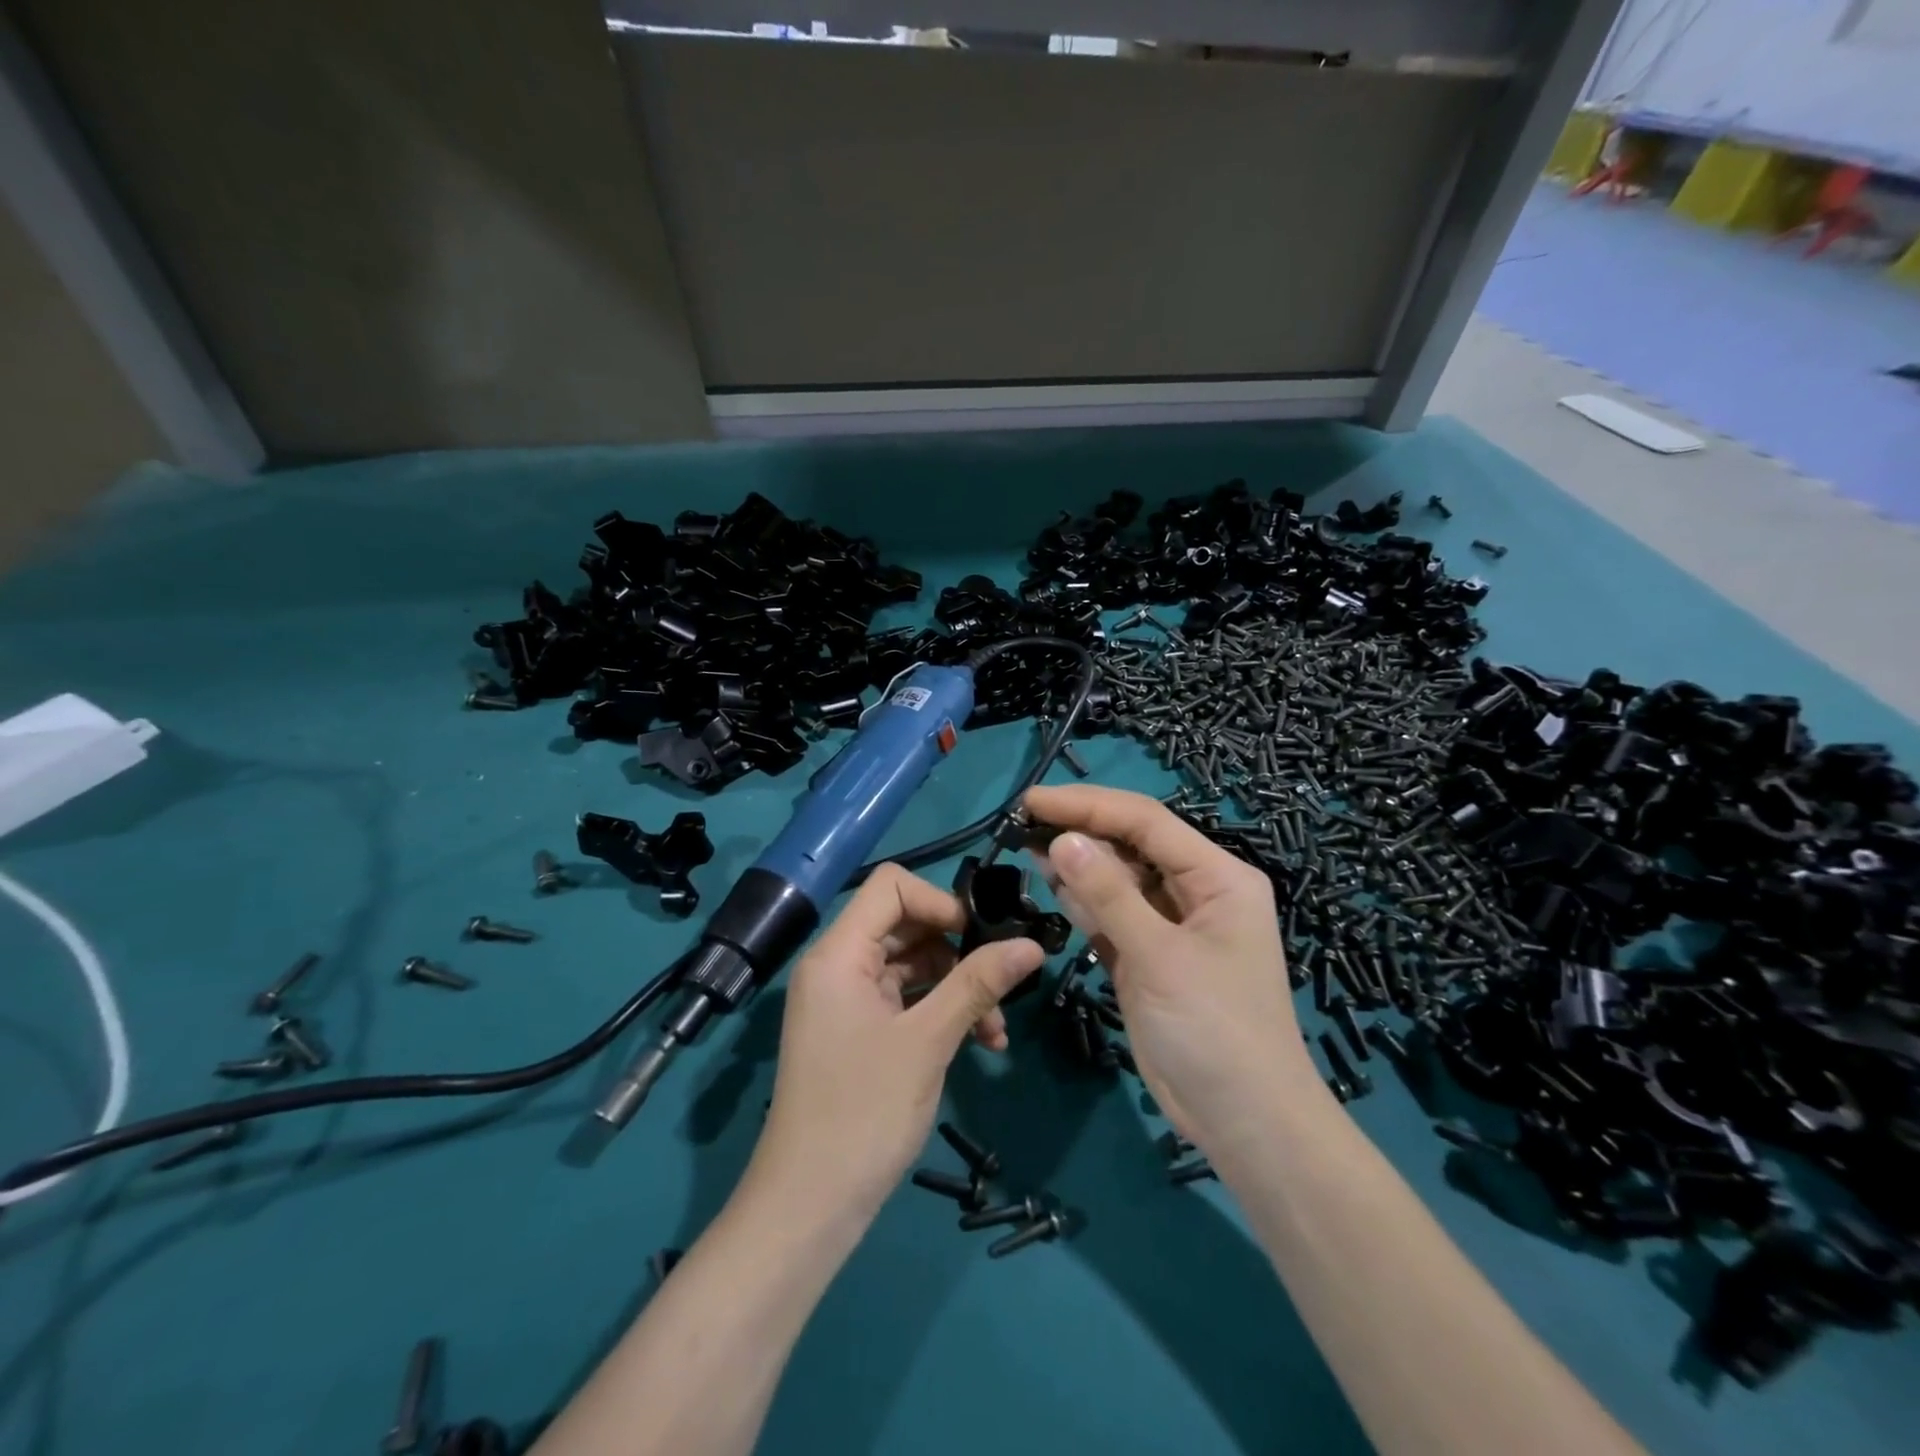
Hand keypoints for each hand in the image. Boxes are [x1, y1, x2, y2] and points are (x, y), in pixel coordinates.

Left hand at [744, 864, 1043, 1226]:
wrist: (808, 1207)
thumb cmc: (863, 1112)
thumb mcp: (927, 1041)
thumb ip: (977, 984)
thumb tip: (1033, 945)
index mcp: (839, 953)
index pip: (891, 886)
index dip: (939, 901)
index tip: (978, 938)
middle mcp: (837, 966)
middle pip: (906, 925)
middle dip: (958, 952)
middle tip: (1001, 984)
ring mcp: (846, 1000)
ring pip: (912, 966)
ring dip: (958, 988)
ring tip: (996, 1031)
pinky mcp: (858, 1031)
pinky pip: (906, 1001)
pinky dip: (941, 1013)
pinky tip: (982, 1043)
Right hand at [1025, 784, 1317, 1157]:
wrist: (1245, 1123)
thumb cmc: (1214, 1031)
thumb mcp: (1159, 956)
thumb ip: (1108, 894)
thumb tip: (1061, 839)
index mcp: (1218, 877)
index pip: (1146, 822)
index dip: (1088, 805)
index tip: (1032, 801)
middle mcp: (1197, 891)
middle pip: (1132, 844)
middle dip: (1081, 831)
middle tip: (1023, 825)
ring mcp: (1172, 925)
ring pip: (1119, 878)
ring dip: (1078, 864)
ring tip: (1029, 848)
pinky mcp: (1150, 956)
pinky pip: (1113, 914)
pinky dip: (1084, 902)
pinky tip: (1052, 889)